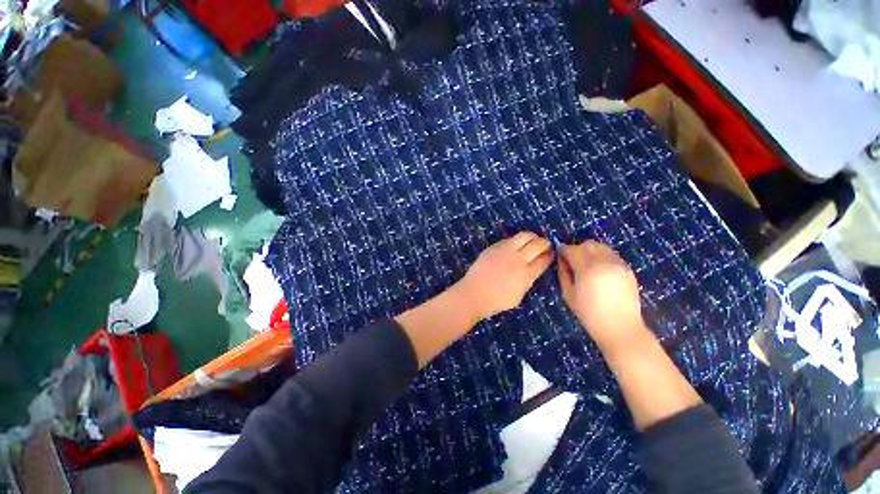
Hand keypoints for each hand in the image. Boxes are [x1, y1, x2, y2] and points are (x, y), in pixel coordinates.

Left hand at [453, 232, 553, 321]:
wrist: (474, 293)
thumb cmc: (497, 300)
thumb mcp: (519, 295)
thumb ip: (528, 281)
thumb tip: (532, 271)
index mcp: (526, 274)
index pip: (544, 260)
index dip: (550, 256)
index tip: (551, 254)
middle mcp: (518, 259)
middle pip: (537, 245)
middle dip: (545, 243)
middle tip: (545, 245)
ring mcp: (505, 251)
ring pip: (524, 236)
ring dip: (532, 237)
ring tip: (533, 240)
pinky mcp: (494, 247)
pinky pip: (509, 239)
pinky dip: (516, 240)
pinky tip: (516, 244)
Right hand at [558, 241, 648, 354]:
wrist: (620, 328)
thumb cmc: (589, 313)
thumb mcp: (568, 294)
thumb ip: (563, 273)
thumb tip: (562, 260)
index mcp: (588, 269)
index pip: (572, 250)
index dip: (563, 250)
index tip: (559, 254)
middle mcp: (605, 262)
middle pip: (588, 245)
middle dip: (577, 249)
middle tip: (572, 260)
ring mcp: (619, 264)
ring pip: (601, 247)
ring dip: (590, 251)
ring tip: (586, 264)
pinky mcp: (628, 269)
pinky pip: (611, 255)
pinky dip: (602, 257)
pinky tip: (598, 270)